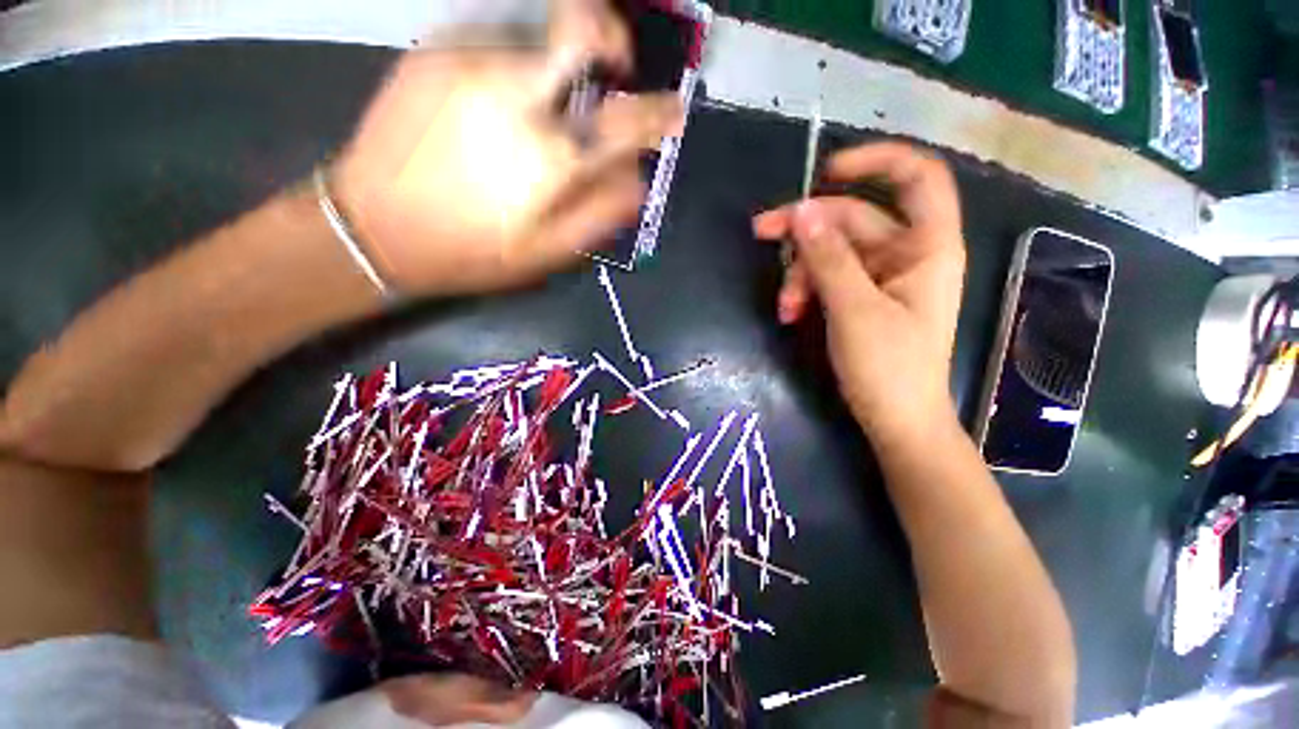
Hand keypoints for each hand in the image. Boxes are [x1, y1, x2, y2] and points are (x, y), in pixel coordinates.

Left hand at [331, 0, 682, 296]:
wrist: (371, 229)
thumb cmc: (471, 252)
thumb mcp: (548, 255)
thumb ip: (600, 214)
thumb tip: (637, 180)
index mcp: (549, 158)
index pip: (626, 120)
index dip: (659, 113)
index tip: (672, 111)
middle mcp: (514, 94)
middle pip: (579, 25)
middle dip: (611, 35)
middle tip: (616, 63)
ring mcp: (469, 62)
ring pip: (538, 29)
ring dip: (562, 53)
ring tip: (558, 89)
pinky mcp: (434, 52)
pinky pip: (497, 37)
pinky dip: (521, 58)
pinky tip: (509, 95)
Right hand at [753, 143, 965, 439]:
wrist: (896, 420)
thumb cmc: (888, 368)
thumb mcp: (854, 310)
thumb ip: (828, 259)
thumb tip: (801, 213)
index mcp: (927, 247)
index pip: (916, 178)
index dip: (876, 161)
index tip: (826, 171)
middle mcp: (906, 253)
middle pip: (853, 218)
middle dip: (806, 231)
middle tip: (761, 233)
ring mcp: (881, 276)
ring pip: (832, 251)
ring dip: (800, 273)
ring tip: (785, 307)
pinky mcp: (861, 297)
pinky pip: (828, 277)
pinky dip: (806, 290)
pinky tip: (791, 313)